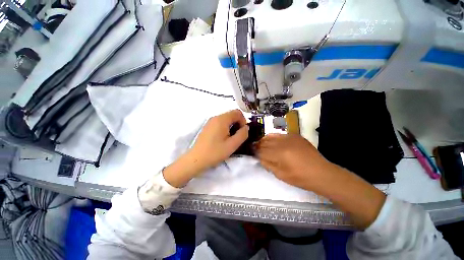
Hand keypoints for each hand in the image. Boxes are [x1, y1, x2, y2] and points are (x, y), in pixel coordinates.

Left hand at [163, 110, 248, 186]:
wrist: (196, 159)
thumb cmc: (215, 152)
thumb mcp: (232, 145)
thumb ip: (242, 134)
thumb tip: (246, 127)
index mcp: (222, 119)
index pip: (237, 112)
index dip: (243, 121)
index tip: (242, 132)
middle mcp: (215, 117)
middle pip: (231, 115)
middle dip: (238, 123)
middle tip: (238, 136)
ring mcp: (210, 122)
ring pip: (226, 119)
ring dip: (232, 126)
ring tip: (231, 138)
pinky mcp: (207, 127)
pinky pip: (220, 123)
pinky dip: (225, 128)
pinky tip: (223, 138)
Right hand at [256, 134, 385, 228]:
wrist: (321, 172)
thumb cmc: (300, 178)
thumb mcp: (280, 175)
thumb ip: (267, 164)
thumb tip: (259, 157)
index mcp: (279, 154)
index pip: (261, 151)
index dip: (255, 151)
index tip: (252, 152)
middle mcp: (283, 142)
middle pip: (264, 142)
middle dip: (258, 145)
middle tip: (255, 148)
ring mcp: (289, 137)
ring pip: (271, 136)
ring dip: (264, 140)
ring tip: (262, 144)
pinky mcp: (295, 135)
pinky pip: (279, 135)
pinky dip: (274, 138)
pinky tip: (274, 142)